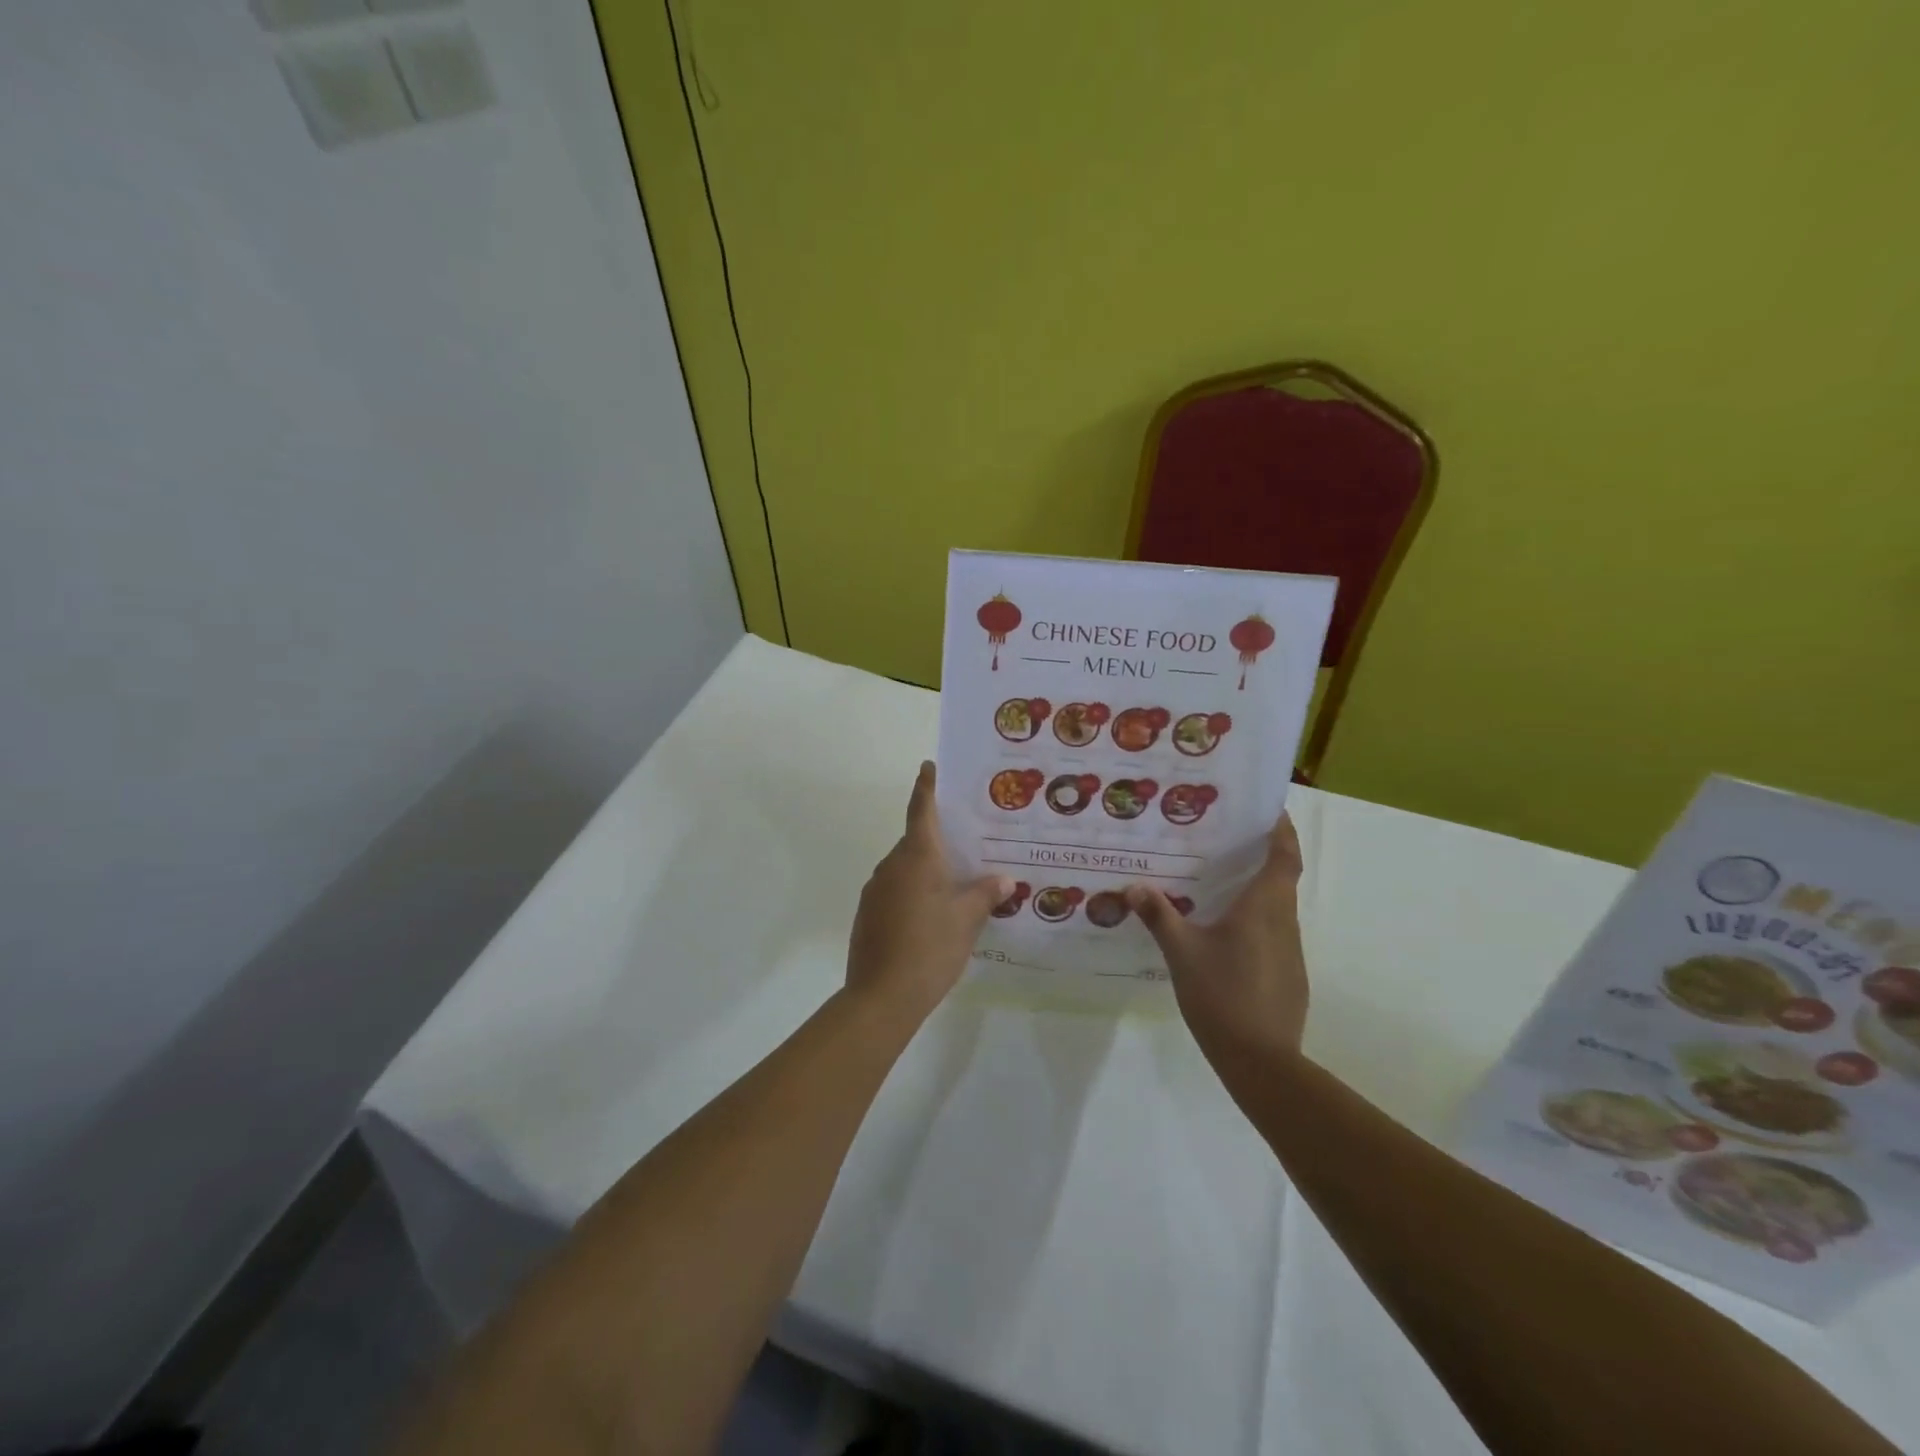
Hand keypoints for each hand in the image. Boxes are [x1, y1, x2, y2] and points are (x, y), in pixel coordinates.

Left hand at [845, 763, 1011, 1026]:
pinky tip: (934, 916)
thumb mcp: (967, 920)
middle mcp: (892, 865)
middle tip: (970, 843)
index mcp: (917, 857)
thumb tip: (1004, 879)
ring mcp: (876, 890)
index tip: (929, 766)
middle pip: (916, 841)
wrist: (881, 997)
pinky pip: (896, 891)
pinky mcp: (869, 914)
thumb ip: (986, 894)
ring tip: (959, 885)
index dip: (926, 787)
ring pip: (906, 868)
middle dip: (940, 840)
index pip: (921, 810)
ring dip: (928, 871)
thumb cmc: (929, 948)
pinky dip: (915, 892)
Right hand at [1129, 813, 1308, 1060]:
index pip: (1285, 856)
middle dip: (1262, 856)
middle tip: (1227, 841)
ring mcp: (1291, 952)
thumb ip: (1159, 916)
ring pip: (1277, 909)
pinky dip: (1256, 922)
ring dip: (1258, 891)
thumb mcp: (1181, 952)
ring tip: (1220, 884)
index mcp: (1264, 907)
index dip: (1282, 830)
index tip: (1271, 810)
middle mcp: (1284, 922)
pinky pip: (1274, 935)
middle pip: (1282, 879)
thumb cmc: (1222, 994)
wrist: (1261, 1061)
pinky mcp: (1289, 977)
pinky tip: (1226, 936)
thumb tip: (1134, 887)